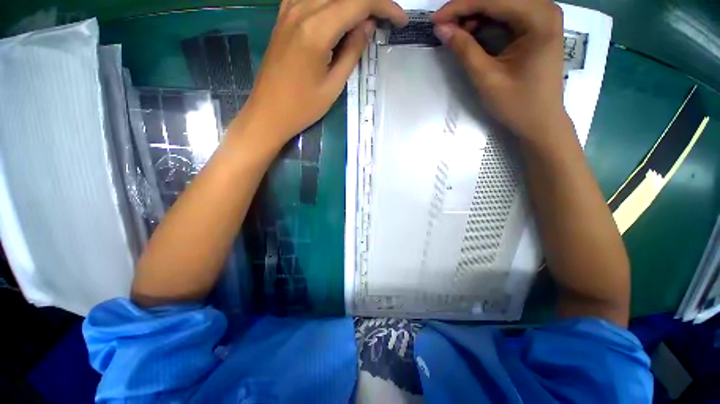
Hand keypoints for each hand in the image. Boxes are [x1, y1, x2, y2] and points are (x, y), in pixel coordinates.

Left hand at [234, 0, 407, 145]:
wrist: (268, 113)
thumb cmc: (302, 107)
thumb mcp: (334, 85)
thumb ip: (352, 51)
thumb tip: (368, 25)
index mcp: (316, 30)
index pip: (359, 2)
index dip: (385, 7)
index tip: (400, 21)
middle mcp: (301, 9)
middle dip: (371, 3)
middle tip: (386, 21)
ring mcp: (289, 10)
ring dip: (351, 4)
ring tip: (365, 22)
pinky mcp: (283, 16)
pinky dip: (331, 4)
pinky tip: (339, 18)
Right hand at [433, 0, 568, 140]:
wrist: (540, 121)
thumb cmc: (517, 104)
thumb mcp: (486, 78)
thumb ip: (464, 50)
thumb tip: (441, 28)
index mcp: (539, 19)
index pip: (493, 0)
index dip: (460, 7)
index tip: (434, 18)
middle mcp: (544, 9)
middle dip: (467, 9)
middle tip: (443, 26)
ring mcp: (542, 16)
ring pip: (501, 4)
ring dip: (475, 14)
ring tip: (455, 32)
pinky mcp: (536, 26)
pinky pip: (507, 14)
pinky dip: (486, 21)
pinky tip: (471, 33)